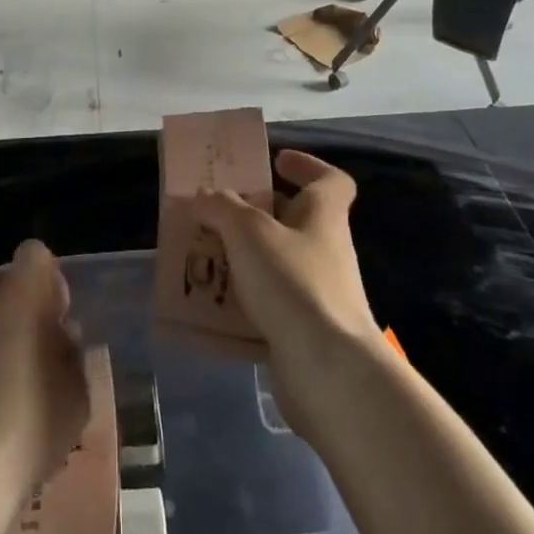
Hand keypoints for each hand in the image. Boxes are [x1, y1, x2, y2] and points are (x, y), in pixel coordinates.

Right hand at [190, 150, 383, 434]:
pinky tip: (208, 309)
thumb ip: (222, 207)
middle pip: (293, 220)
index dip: (306, 165)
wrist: (330, 372)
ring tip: (202, 257)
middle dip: (255, 214)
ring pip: (275, 265)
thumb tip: (204, 196)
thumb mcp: (249, 232)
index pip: (330, 180)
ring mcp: (317, 294)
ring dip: (241, 259)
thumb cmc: (294, 283)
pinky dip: (240, 305)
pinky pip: (267, 308)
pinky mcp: (303, 332)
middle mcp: (325, 250)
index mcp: (323, 216)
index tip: (275, 161)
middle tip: (216, 211)